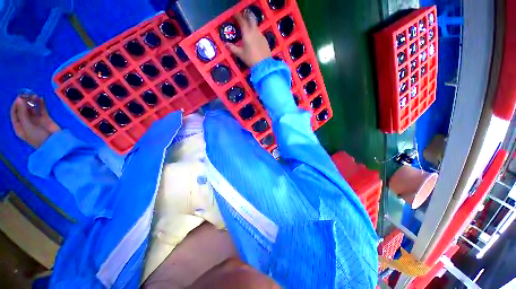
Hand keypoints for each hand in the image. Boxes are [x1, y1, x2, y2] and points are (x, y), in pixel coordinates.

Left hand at [10, 95, 60, 148]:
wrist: (54, 143)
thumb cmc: (38, 137)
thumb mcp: (28, 127)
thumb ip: (23, 113)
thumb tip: (20, 99)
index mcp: (20, 126)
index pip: (14, 113)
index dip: (16, 105)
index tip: (20, 98)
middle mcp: (27, 122)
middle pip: (23, 109)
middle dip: (25, 101)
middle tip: (28, 94)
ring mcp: (36, 120)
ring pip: (32, 108)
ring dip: (32, 101)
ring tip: (34, 96)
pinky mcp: (45, 118)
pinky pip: (42, 109)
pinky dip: (40, 103)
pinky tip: (40, 98)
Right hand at [226, 12, 271, 66]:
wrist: (264, 65)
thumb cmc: (250, 59)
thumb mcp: (240, 54)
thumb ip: (232, 48)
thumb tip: (226, 44)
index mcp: (247, 34)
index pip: (242, 21)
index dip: (238, 16)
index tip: (235, 15)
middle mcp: (254, 31)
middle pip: (251, 19)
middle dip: (247, 16)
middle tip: (243, 17)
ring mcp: (261, 35)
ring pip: (256, 26)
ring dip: (252, 24)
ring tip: (248, 27)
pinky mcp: (265, 40)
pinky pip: (259, 33)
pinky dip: (256, 32)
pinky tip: (255, 37)